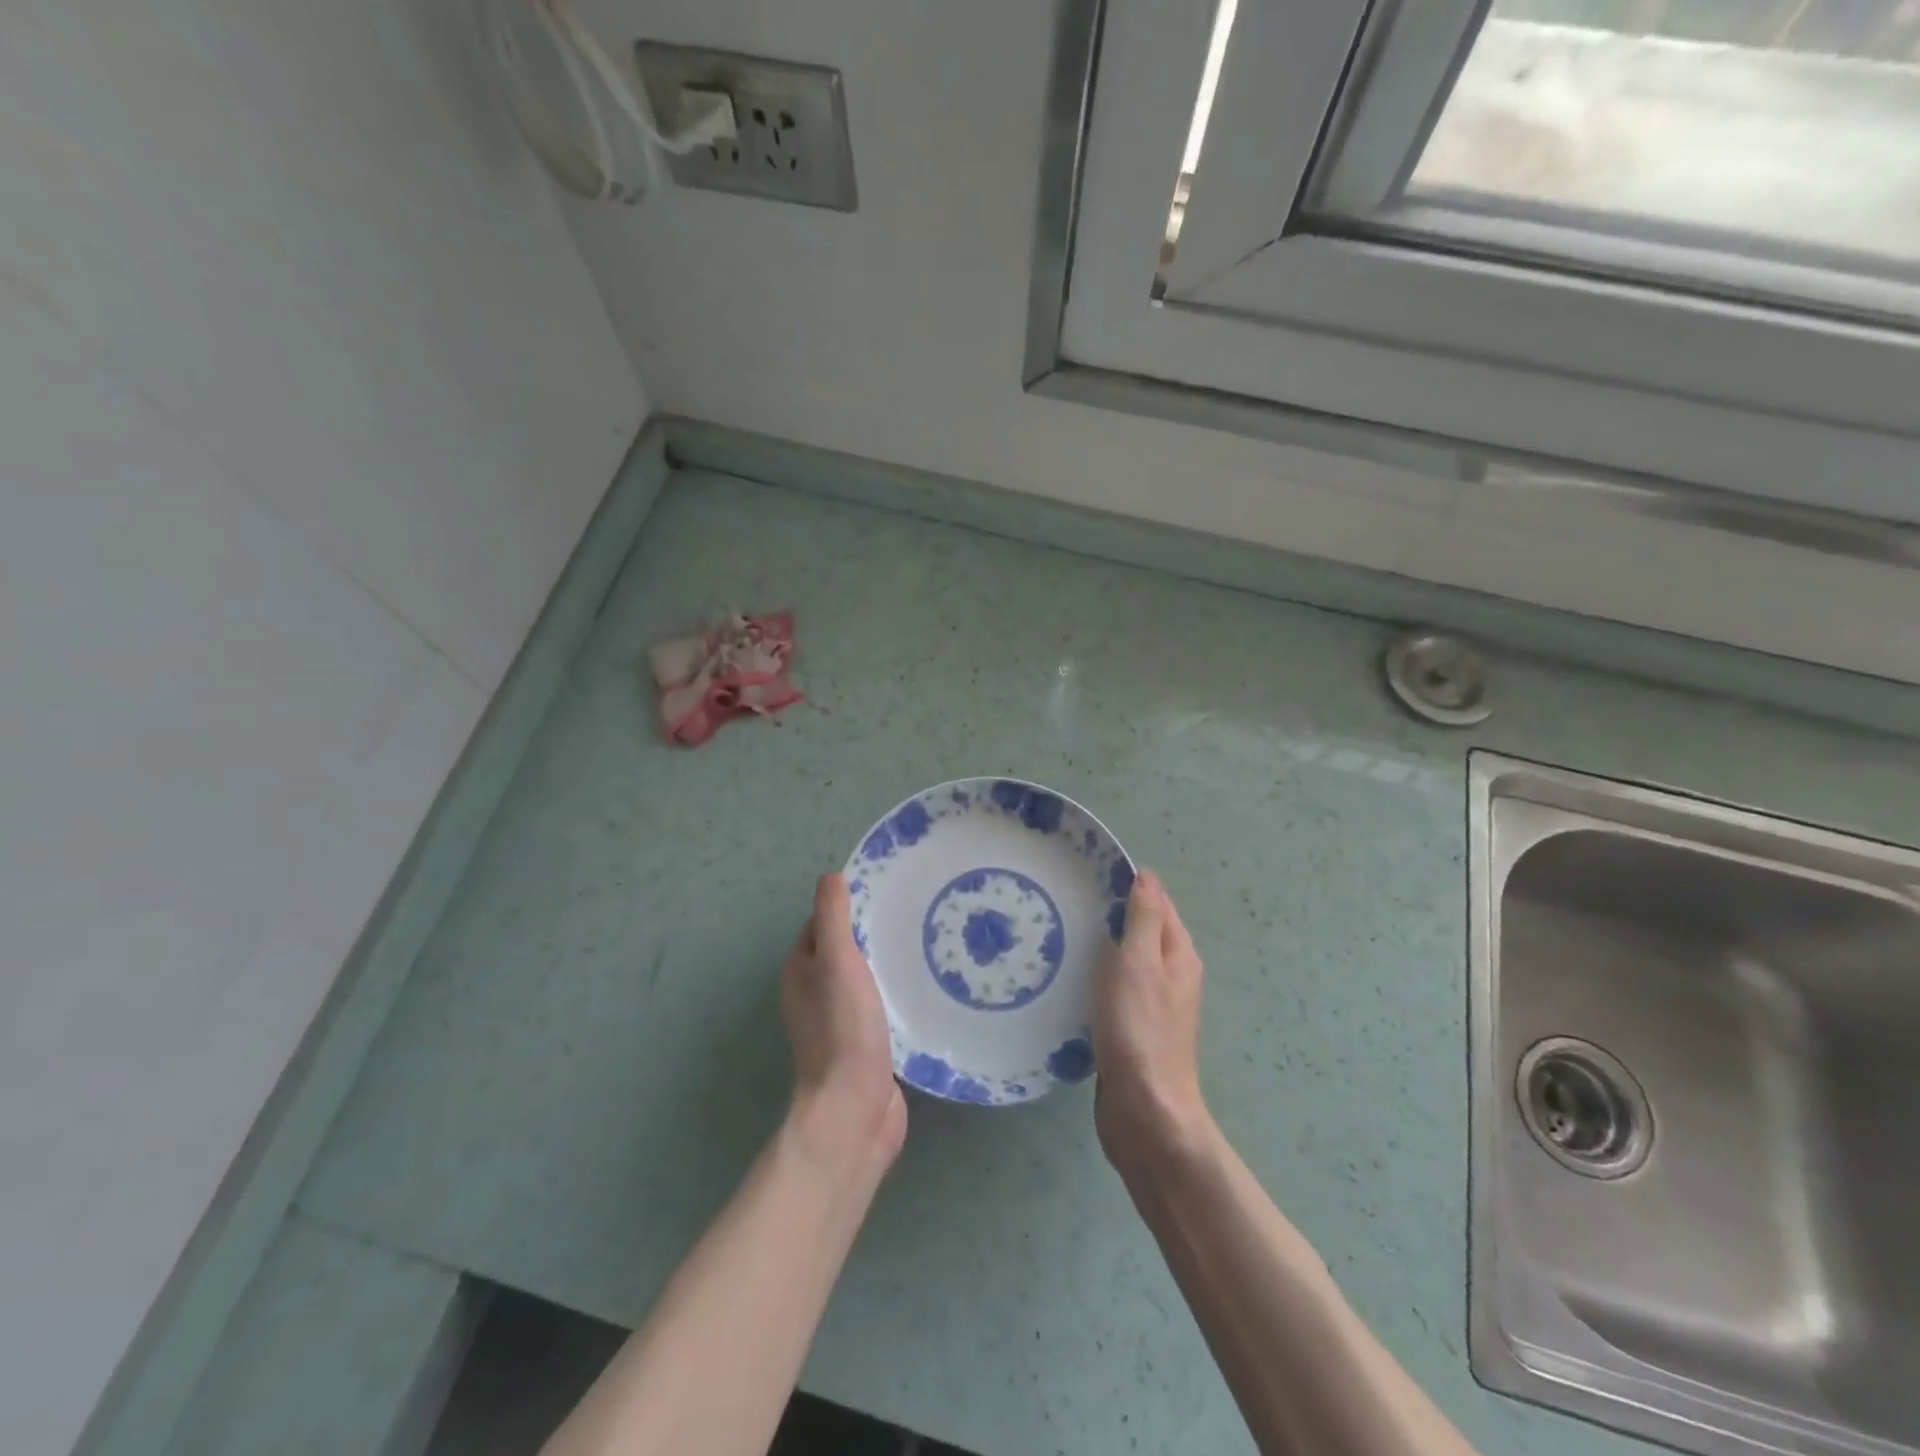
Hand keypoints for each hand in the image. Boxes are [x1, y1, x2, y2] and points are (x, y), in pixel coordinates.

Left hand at [781, 874, 906, 1170]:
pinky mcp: (865, 1045)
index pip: (822, 923)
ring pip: (865, 979)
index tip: (886, 890)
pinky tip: (925, 986)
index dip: (848, 905)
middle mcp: (815, 994)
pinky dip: (898, 993)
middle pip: (845, 950)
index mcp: (801, 971)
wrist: (854, 1108)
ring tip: (926, 943)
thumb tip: (830, 875)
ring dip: (888, 964)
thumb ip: (833, 918)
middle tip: (915, 914)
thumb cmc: (843, 1029)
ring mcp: (840, 1022)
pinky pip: (881, 1006)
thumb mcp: (837, 961)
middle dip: (873, 932)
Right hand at [1093, 871, 1211, 1171]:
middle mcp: (1171, 974)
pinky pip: (1113, 989)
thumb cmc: (1140, 1030)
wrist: (1145, 1111)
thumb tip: (1147, 877)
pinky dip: (1095, 978)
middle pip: (1140, 930)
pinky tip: (1068, 979)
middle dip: (1109, 913)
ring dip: (1099, 947)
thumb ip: (1144, 919)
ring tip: (1058, 934)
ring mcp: (1153, 1004)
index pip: (1157, 903)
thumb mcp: (1139, 964)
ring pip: (1124, 961)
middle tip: (1065, 901)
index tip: (1087, 871)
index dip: (1128, 884)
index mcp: (1178, 954)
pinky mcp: (1132, 1029)